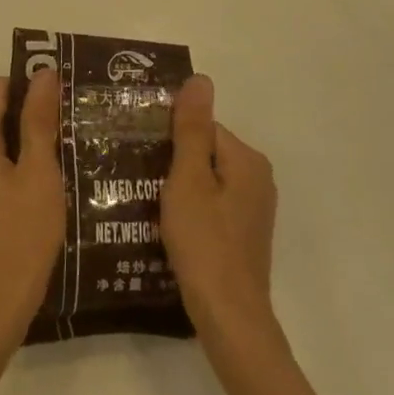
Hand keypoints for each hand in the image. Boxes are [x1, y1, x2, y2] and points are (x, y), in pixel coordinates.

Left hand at [0, 72, 65, 351]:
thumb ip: (38, 121)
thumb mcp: (39, 174)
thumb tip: (42, 73)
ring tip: (66, 148)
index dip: (27, 85)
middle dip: (29, 111)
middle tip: (70, 123)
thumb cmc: (22, 236)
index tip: (62, 100)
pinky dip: (16, 160)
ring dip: (26, 137)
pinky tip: (48, 178)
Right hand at [161, 76, 277, 342]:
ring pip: (205, 180)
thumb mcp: (188, 180)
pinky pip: (210, 205)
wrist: (228, 315)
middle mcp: (257, 179)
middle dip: (172, 162)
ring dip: (177, 187)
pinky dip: (189, 209)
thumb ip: (191, 130)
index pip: (202, 127)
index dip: (169, 138)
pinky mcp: (242, 233)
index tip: (139, 153)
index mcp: (247, 160)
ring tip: (144, 199)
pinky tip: (166, 224)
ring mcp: (252, 209)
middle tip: (135, 175)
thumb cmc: (204, 242)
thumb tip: (201, 79)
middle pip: (204, 153)